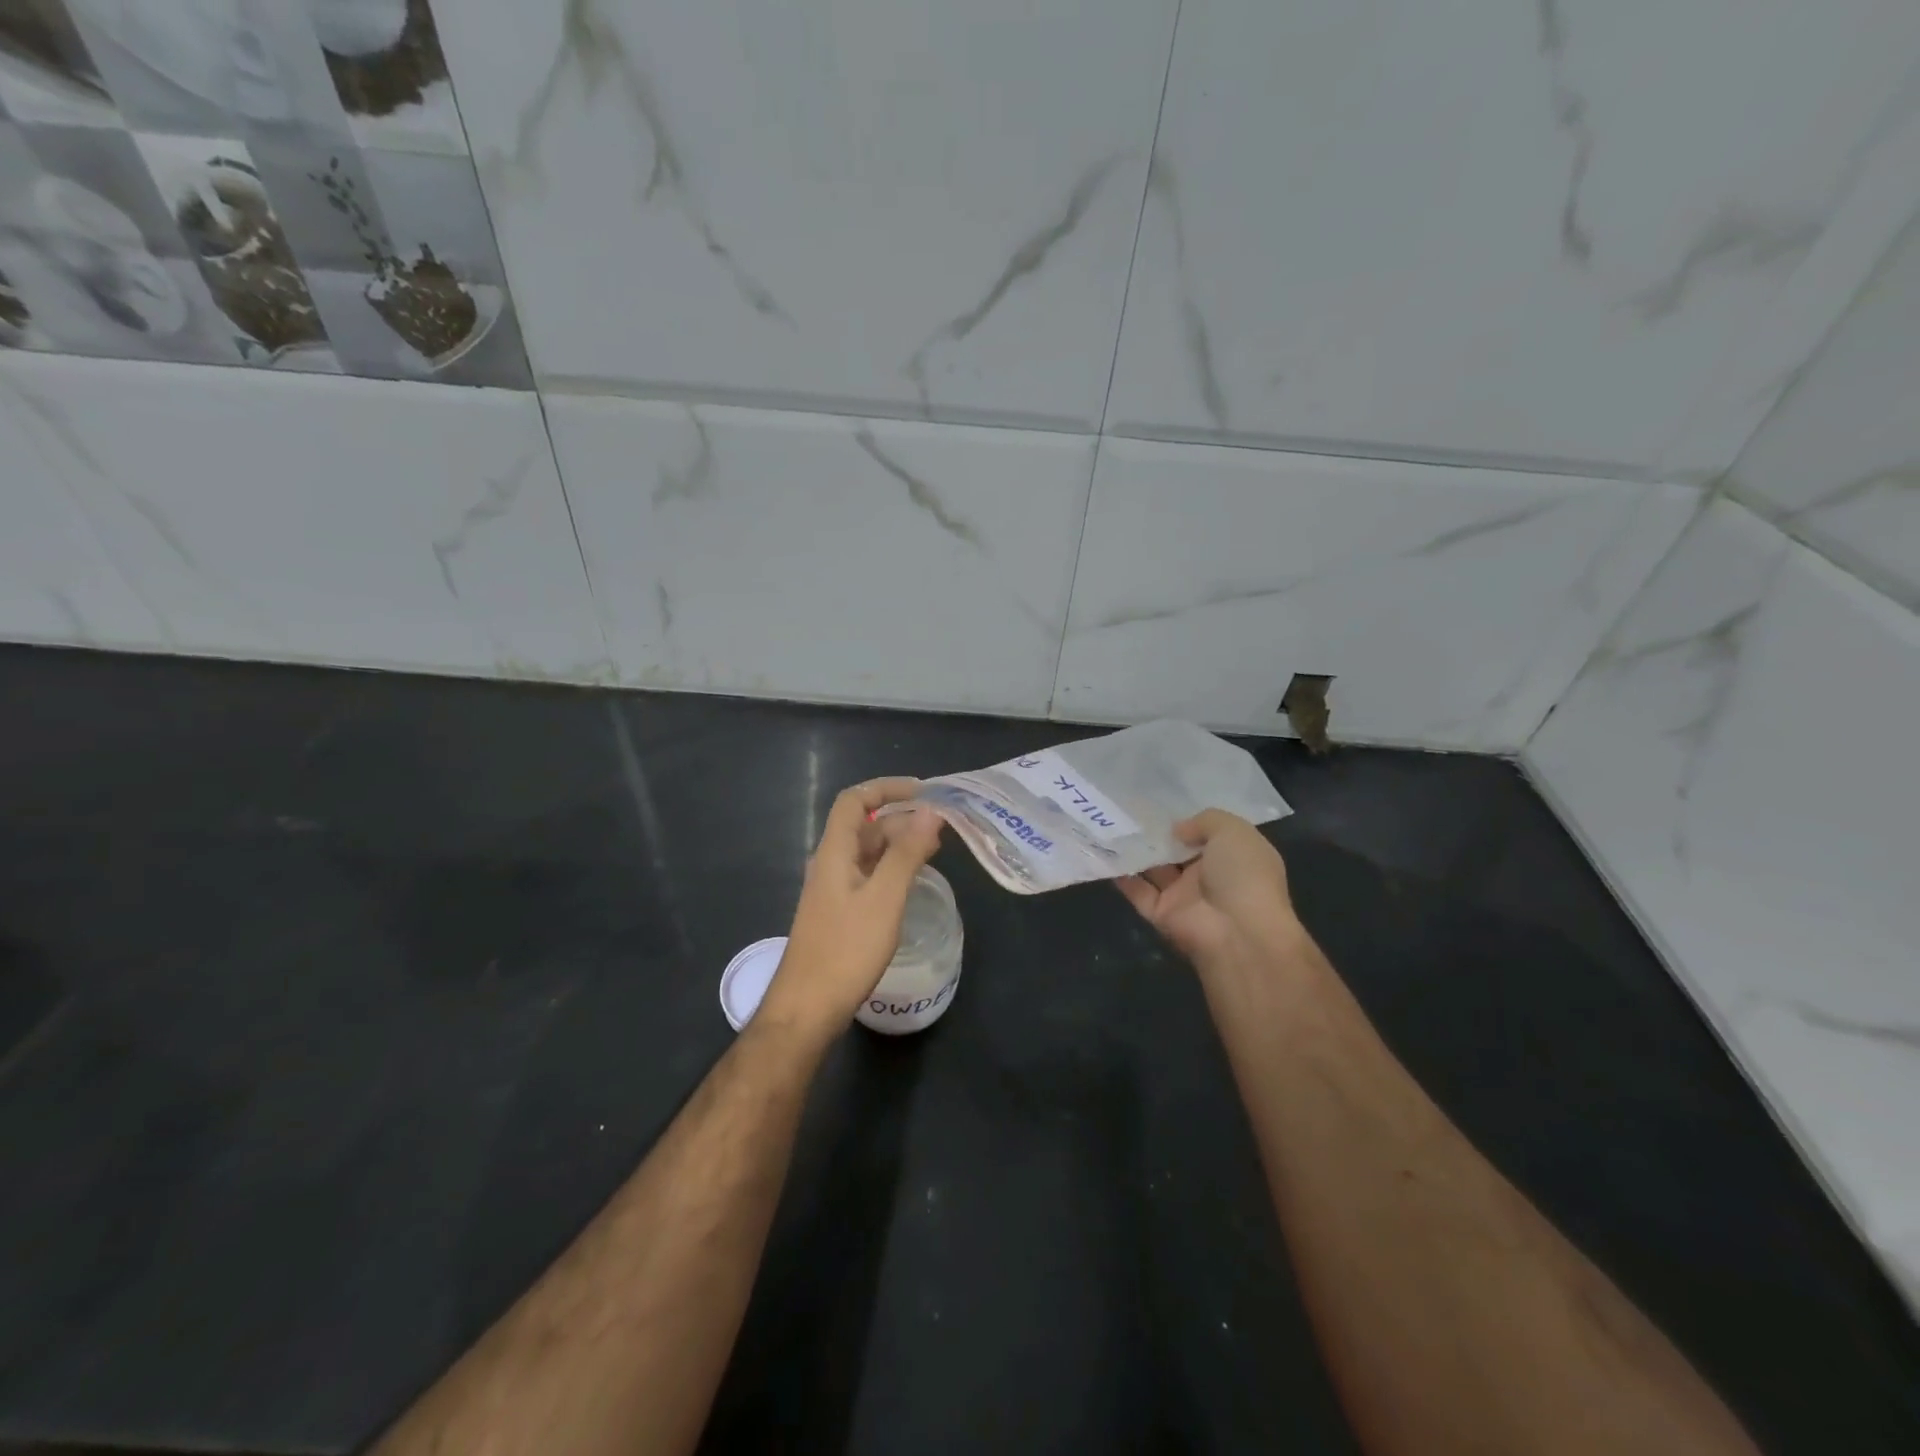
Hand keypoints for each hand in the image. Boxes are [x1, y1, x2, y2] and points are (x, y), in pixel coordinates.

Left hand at [757, 778, 944, 1041]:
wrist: (807, 1008)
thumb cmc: (846, 950)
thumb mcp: (884, 898)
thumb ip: (907, 853)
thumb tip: (930, 812)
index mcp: (834, 852)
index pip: (854, 801)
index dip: (886, 788)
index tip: (924, 791)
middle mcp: (830, 864)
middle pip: (864, 826)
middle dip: (902, 818)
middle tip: (941, 827)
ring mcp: (833, 890)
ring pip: (868, 853)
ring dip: (899, 844)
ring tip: (935, 850)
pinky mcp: (840, 913)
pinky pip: (868, 876)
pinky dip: (892, 869)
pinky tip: (913, 882)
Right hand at [1116, 809, 1301, 975]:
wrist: (1239, 933)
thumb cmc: (1243, 875)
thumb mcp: (1233, 832)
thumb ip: (1204, 821)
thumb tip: (1177, 830)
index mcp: (1233, 857)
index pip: (1208, 836)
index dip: (1187, 821)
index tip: (1161, 805)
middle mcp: (1209, 877)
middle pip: (1177, 852)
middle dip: (1157, 834)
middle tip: (1128, 809)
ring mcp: (1184, 897)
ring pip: (1155, 870)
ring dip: (1136, 851)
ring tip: (1112, 825)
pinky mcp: (1162, 915)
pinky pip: (1138, 892)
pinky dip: (1122, 876)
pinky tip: (1105, 852)